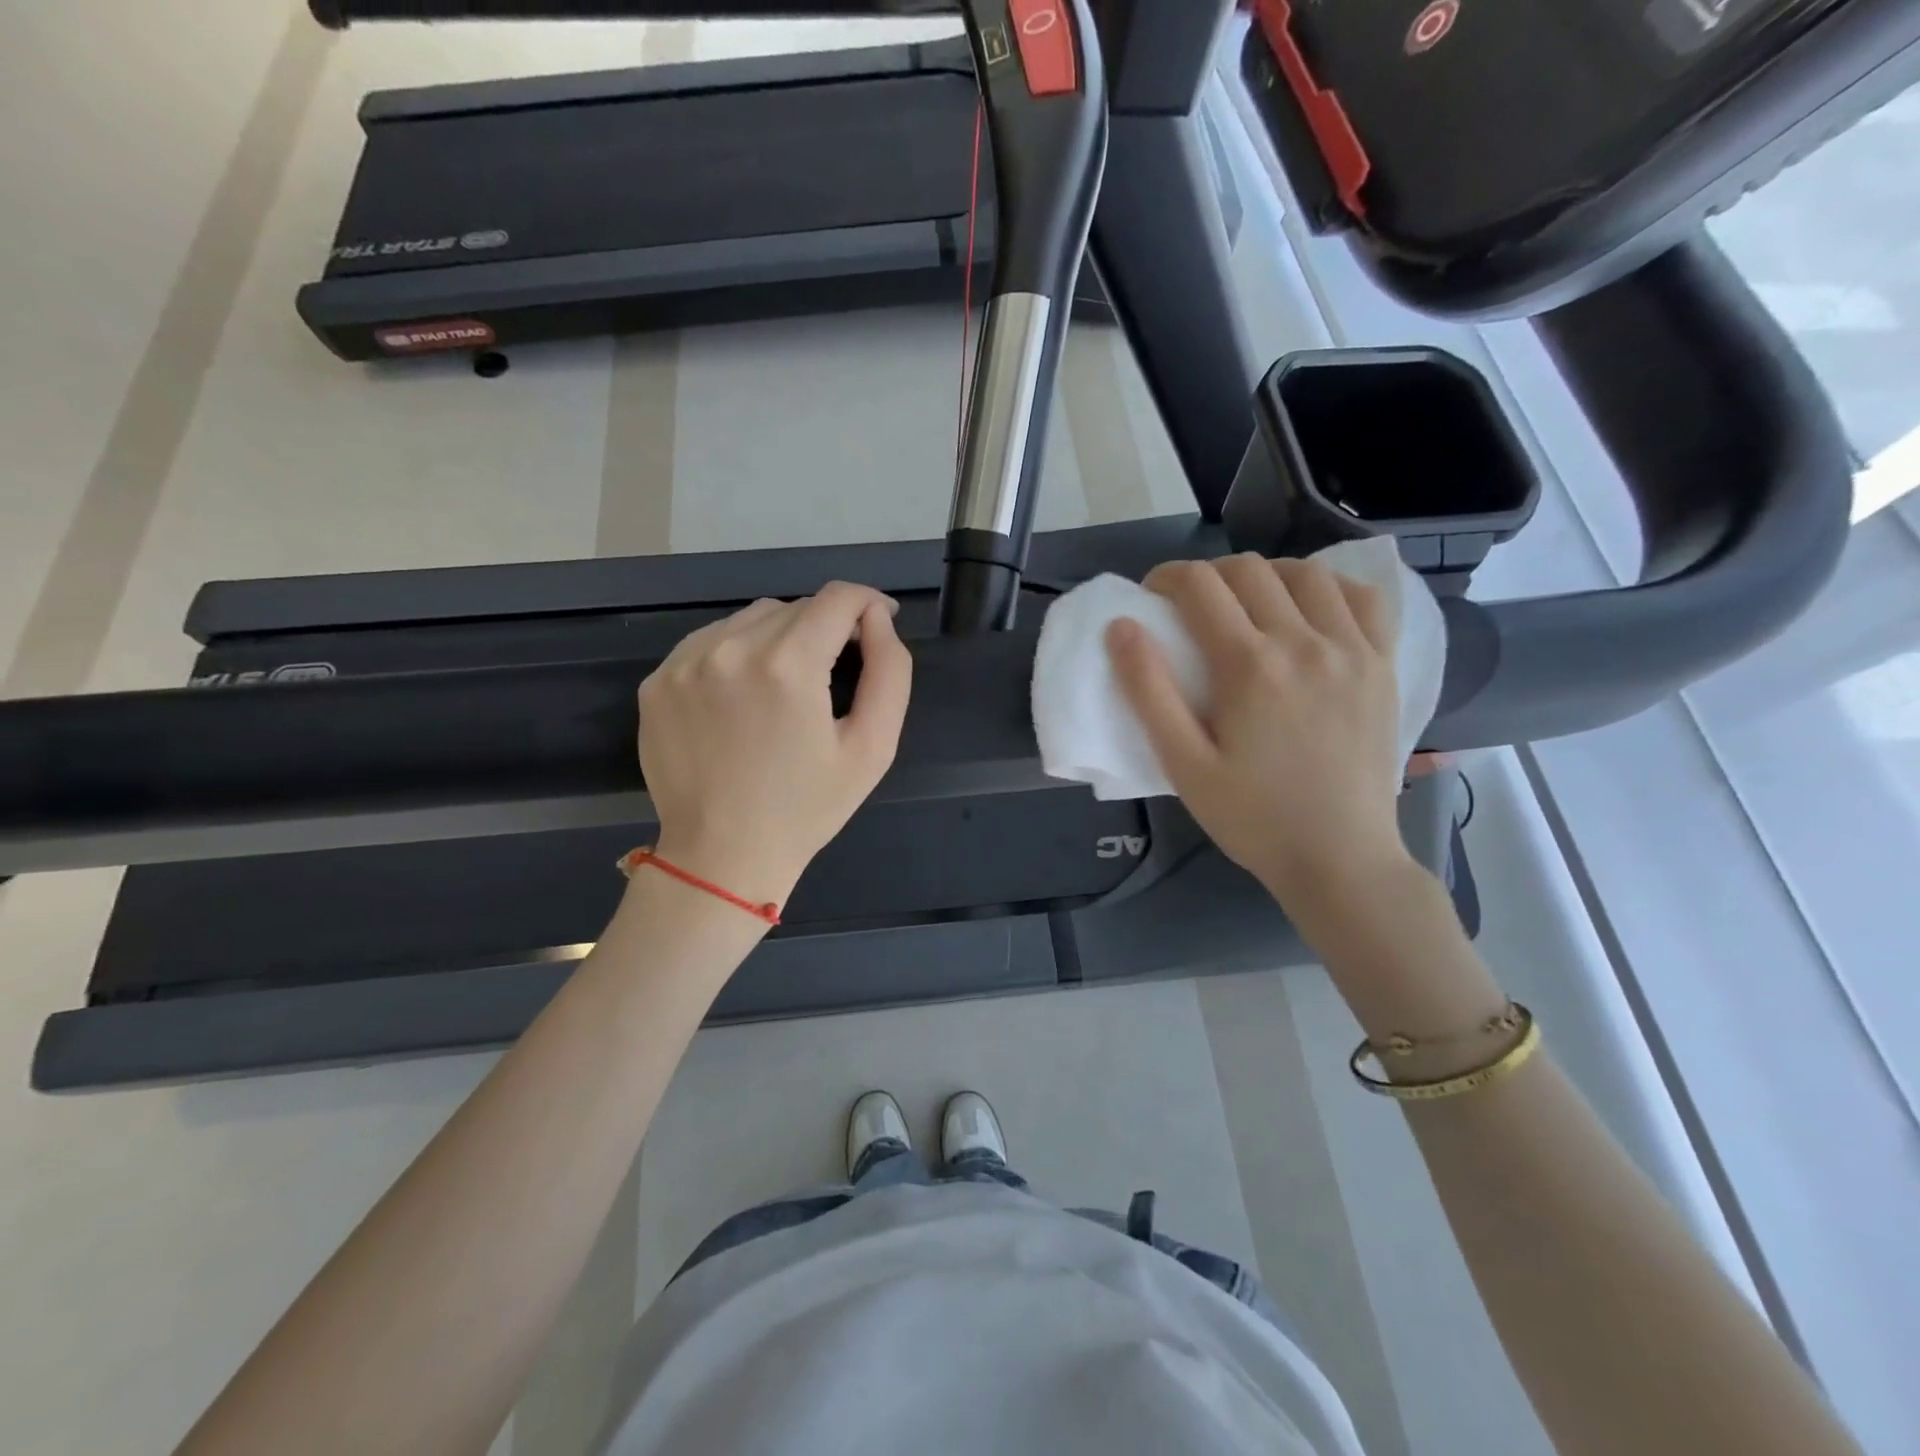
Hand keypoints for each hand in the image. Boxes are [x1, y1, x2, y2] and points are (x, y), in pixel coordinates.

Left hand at [637, 582, 911, 908]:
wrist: (722, 857)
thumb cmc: (807, 808)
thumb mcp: (872, 748)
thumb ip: (890, 672)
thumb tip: (878, 620)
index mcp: (788, 665)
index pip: (838, 598)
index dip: (868, 604)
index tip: (878, 626)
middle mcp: (730, 648)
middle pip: (796, 606)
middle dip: (826, 627)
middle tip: (836, 671)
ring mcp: (684, 662)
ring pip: (751, 618)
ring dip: (781, 636)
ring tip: (788, 685)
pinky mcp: (657, 681)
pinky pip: (711, 641)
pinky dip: (738, 652)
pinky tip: (745, 695)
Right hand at [1105, 555, 1411, 938]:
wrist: (1340, 858)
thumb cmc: (1252, 817)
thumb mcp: (1183, 764)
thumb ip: (1148, 692)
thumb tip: (1121, 627)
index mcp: (1250, 666)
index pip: (1200, 586)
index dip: (1167, 578)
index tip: (1152, 597)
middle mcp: (1304, 642)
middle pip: (1250, 571)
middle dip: (1209, 576)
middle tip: (1191, 608)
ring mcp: (1353, 650)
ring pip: (1307, 574)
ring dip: (1266, 576)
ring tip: (1249, 604)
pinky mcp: (1384, 665)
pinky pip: (1365, 598)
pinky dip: (1331, 588)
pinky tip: (1311, 609)